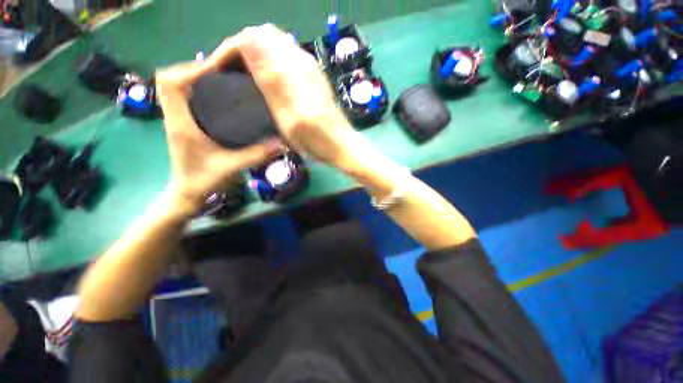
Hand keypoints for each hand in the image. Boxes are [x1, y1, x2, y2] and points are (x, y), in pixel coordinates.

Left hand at [156, 62, 282, 214]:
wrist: (184, 197)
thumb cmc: (201, 184)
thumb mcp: (230, 169)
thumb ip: (255, 154)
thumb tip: (283, 140)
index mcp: (181, 124)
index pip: (172, 85)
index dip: (191, 71)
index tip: (215, 69)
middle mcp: (173, 116)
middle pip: (167, 79)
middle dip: (190, 67)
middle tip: (216, 68)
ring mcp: (172, 117)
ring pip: (169, 84)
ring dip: (187, 73)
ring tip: (214, 73)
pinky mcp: (176, 119)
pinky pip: (175, 92)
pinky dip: (187, 83)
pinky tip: (209, 86)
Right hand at [207, 24, 365, 169]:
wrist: (339, 143)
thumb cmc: (313, 135)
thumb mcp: (287, 111)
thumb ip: (268, 75)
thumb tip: (248, 42)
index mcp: (293, 64)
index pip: (256, 36)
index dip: (231, 46)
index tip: (214, 66)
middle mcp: (299, 57)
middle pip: (262, 34)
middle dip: (236, 45)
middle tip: (219, 67)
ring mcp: (302, 62)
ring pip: (268, 42)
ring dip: (246, 50)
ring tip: (229, 70)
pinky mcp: (303, 70)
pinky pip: (275, 53)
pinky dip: (257, 57)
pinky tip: (248, 75)